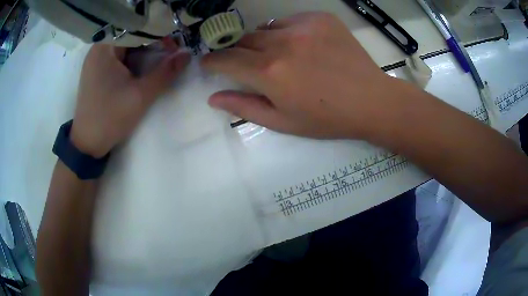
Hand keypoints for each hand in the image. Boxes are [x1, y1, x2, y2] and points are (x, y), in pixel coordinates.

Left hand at [71, 42, 189, 157]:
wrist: (88, 144)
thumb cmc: (110, 118)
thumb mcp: (141, 96)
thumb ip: (165, 73)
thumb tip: (187, 55)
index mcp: (104, 49)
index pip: (135, 30)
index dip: (157, 34)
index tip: (173, 45)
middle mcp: (98, 50)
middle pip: (130, 37)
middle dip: (151, 43)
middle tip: (170, 53)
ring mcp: (96, 61)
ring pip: (125, 47)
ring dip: (143, 52)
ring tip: (159, 60)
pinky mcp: (96, 72)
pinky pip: (118, 58)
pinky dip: (132, 60)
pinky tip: (142, 69)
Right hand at [201, 12, 406, 139]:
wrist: (371, 101)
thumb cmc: (327, 118)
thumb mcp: (282, 122)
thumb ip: (244, 107)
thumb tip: (213, 97)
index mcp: (269, 72)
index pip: (226, 59)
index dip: (212, 60)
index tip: (208, 62)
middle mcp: (281, 43)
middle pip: (243, 40)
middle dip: (239, 53)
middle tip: (250, 66)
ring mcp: (303, 26)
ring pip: (265, 28)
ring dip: (263, 41)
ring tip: (280, 57)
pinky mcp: (320, 19)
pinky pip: (289, 20)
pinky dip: (286, 32)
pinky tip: (302, 46)